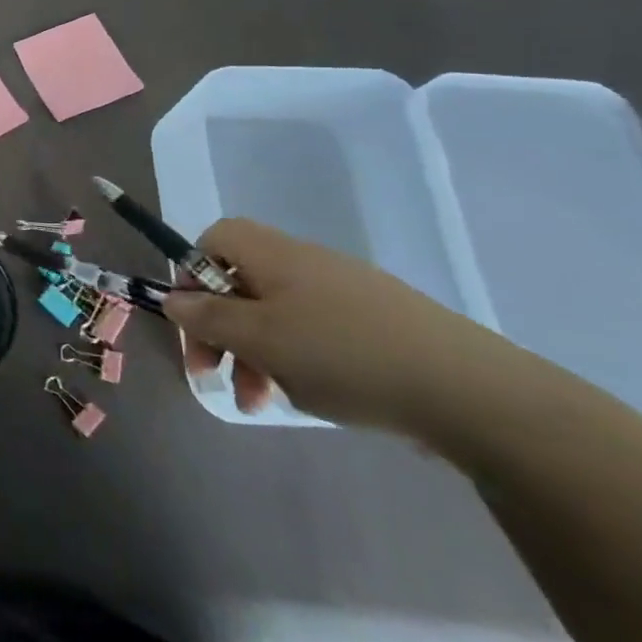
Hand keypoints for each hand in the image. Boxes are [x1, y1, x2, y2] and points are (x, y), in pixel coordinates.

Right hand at [162, 219, 510, 432]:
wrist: (469, 391)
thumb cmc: (343, 354)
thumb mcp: (260, 339)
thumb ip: (208, 318)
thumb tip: (172, 299)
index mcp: (274, 254)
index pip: (214, 239)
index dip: (192, 273)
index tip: (191, 320)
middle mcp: (305, 262)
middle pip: (241, 283)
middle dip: (219, 329)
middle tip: (213, 375)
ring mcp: (346, 292)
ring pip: (276, 314)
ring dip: (254, 354)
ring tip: (259, 402)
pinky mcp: (377, 324)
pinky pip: (314, 332)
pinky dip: (296, 361)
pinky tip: (309, 396)